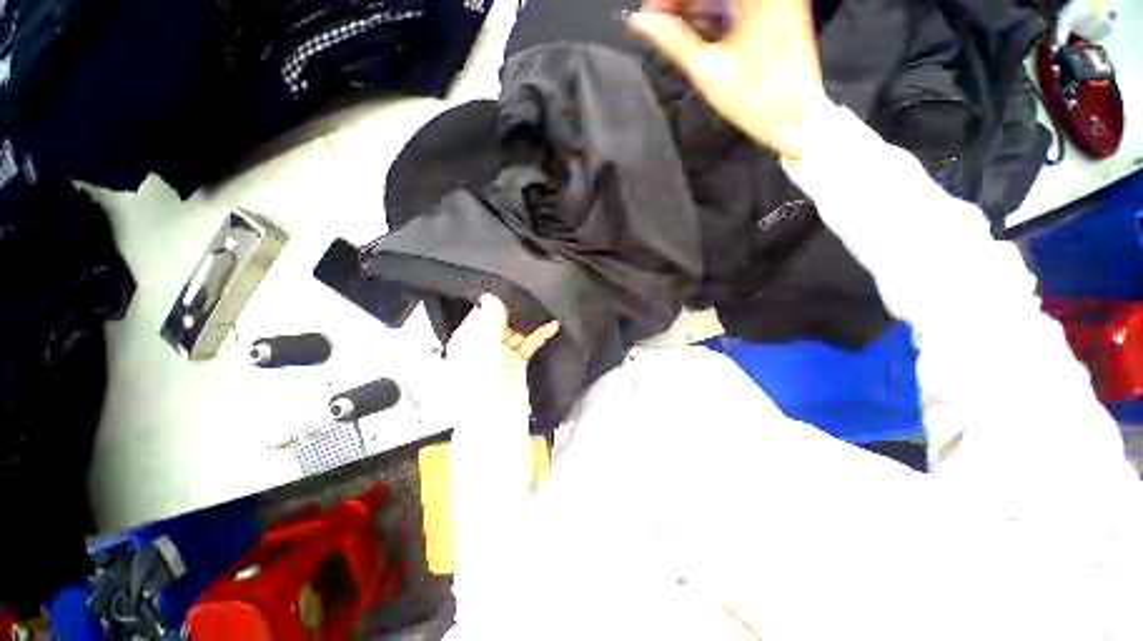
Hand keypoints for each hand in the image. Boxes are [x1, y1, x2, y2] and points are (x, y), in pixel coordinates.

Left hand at [446, 294, 559, 408]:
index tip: (512, 288)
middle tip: (533, 295)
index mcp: (467, 339)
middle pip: (501, 320)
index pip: (481, 313)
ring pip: (517, 331)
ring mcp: (501, 353)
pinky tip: (551, 326)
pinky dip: (539, 336)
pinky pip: (528, 344)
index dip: (497, 302)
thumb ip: (490, 323)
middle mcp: (483, 344)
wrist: (493, 422)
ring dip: (530, 322)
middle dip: (516, 310)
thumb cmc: (480, 386)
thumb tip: (490, 296)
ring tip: (545, 307)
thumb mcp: (483, 351)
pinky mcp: (516, 361)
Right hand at [628, 0, 825, 159]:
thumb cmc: (756, 101)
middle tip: (659, 26)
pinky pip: (736, 1)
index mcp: (755, 1)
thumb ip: (673, 41)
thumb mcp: (707, 71)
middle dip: (680, 3)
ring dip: (695, 7)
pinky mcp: (777, 6)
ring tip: (677, 34)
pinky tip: (701, 30)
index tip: (648, 16)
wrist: (796, 117)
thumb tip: (642, 23)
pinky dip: (714, 10)